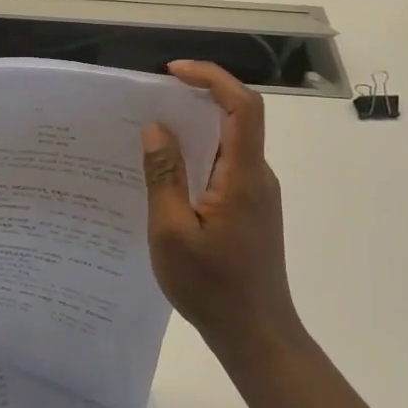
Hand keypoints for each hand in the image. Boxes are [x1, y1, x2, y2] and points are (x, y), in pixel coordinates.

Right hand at [142, 60, 299, 359]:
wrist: (256, 335)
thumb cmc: (212, 287)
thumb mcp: (172, 232)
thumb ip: (164, 176)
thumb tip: (156, 128)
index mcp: (243, 176)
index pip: (243, 106)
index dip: (212, 77)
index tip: (173, 71)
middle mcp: (257, 177)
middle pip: (236, 119)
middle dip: (195, 99)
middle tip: (150, 102)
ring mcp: (257, 195)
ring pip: (228, 145)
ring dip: (194, 131)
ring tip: (150, 136)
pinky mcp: (251, 211)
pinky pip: (225, 168)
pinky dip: (198, 158)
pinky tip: (167, 176)